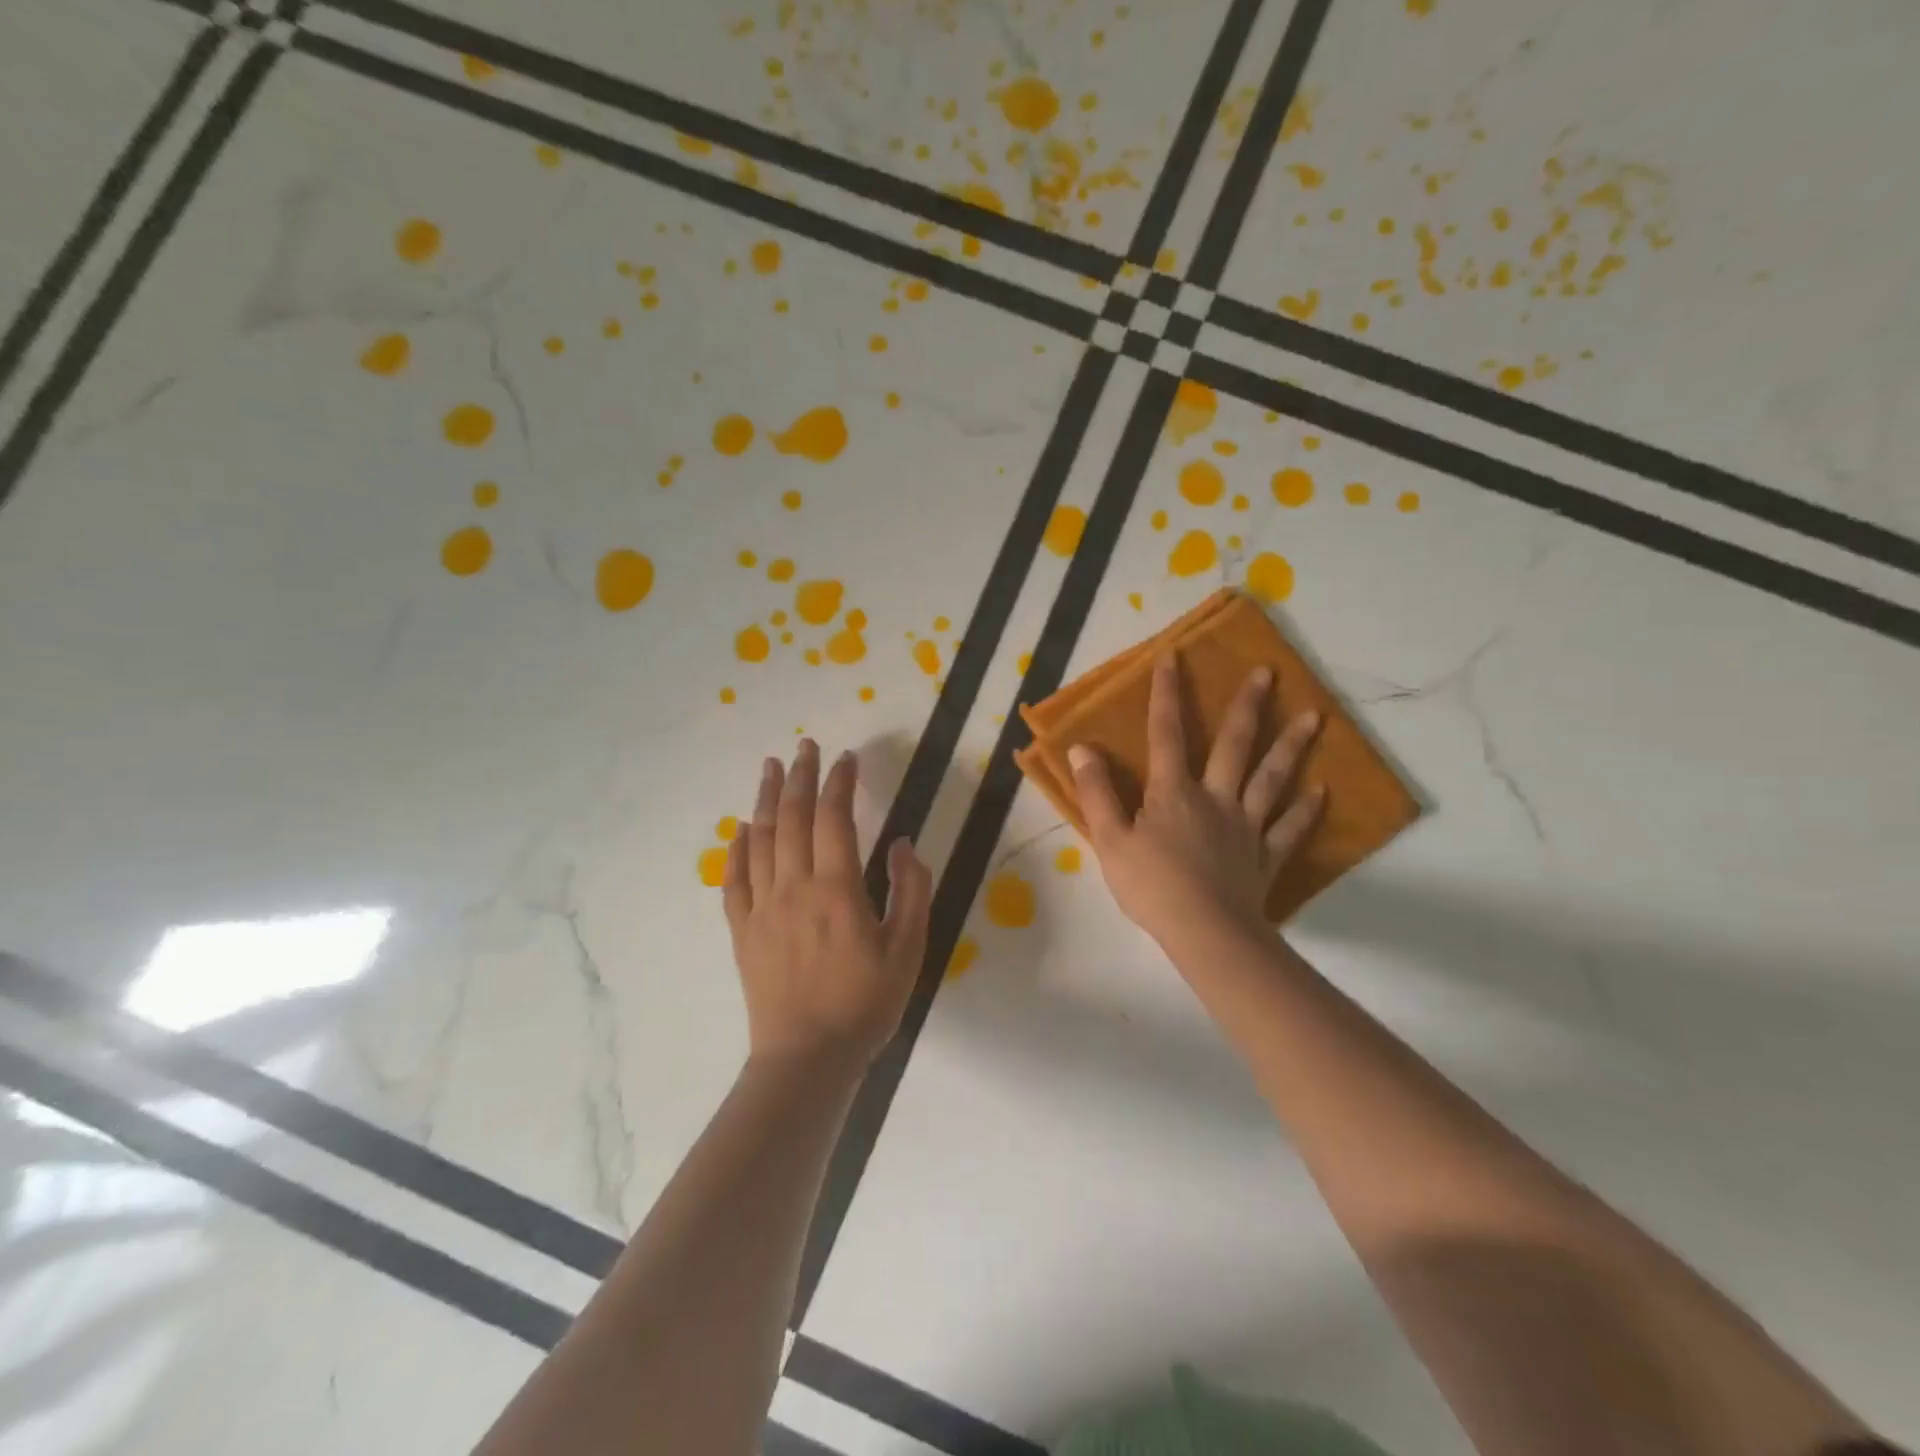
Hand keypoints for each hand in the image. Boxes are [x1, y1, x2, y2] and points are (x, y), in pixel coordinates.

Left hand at [723, 740, 932, 1073]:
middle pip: (793, 818)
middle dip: (801, 776)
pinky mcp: (742, 931)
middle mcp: (793, 887)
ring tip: (770, 768)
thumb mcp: (908, 949)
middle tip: (805, 746)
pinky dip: (737, 848)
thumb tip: (901, 844)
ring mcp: (762, 908)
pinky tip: (740, 828)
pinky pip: (734, 879)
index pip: (835, 819)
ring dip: (767, 799)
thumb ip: (910, 891)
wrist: (808, 1058)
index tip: (847, 758)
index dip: (841, 783)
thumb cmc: (865, 1004)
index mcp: (836, 889)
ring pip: (760, 840)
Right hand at [1069, 656, 1323, 949]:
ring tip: (1316, 717)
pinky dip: (1306, 810)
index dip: (1166, 694)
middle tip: (1269, 672)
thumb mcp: (1109, 839)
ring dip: (1291, 747)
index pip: (1166, 734)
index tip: (1173, 656)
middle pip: (1234, 745)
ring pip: (1272, 779)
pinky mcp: (1266, 856)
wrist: (1205, 931)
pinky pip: (1290, 828)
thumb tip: (1083, 748)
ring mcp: (1246, 826)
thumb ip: (1097, 793)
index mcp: (1173, 792)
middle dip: (1249, 706)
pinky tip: (1322, 791)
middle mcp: (1215, 798)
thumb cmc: (1151, 885)